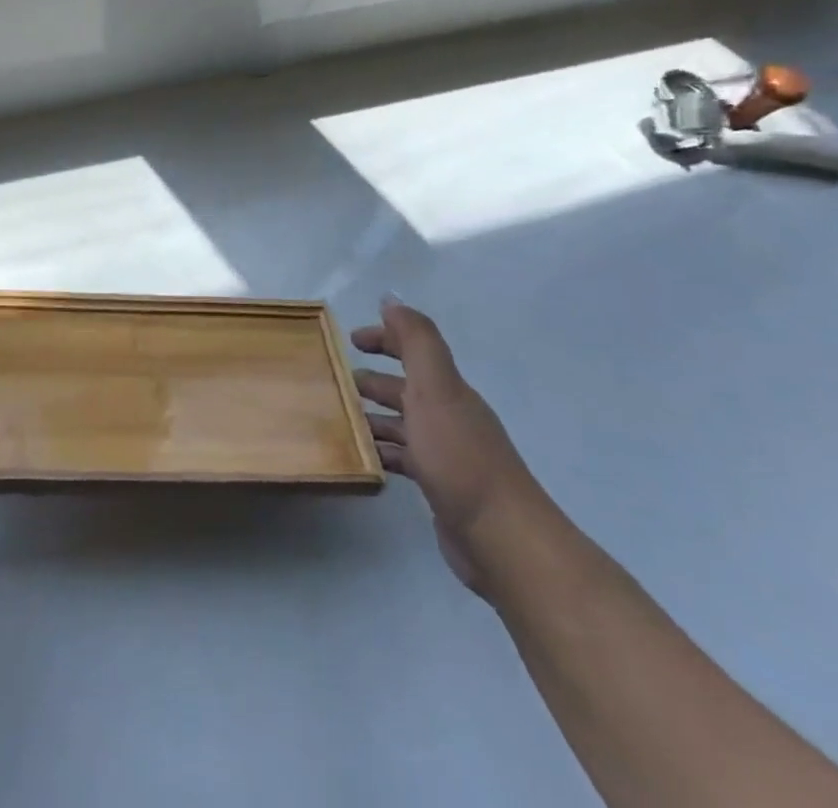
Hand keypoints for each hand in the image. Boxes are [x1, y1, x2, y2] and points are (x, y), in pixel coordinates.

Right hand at [353, 296, 544, 595]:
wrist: (502, 538)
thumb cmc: (460, 457)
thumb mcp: (435, 389)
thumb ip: (416, 341)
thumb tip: (391, 299)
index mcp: (447, 389)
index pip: (414, 349)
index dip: (385, 338)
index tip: (350, 340)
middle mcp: (448, 415)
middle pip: (406, 387)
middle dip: (373, 379)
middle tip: (335, 382)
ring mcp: (445, 453)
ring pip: (402, 423)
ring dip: (373, 416)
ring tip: (337, 419)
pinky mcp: (440, 486)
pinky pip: (403, 458)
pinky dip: (382, 451)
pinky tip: (361, 458)